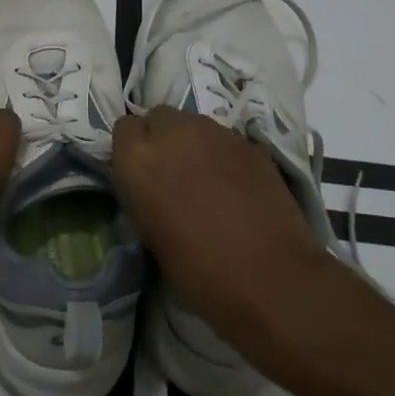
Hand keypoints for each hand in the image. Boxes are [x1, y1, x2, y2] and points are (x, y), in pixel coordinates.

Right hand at [112, 107, 354, 376]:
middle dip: (162, 138)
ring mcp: (215, 133)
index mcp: (138, 158)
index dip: (132, 148)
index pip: (124, 128)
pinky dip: (223, 154)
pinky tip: (235, 185)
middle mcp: (173, 133)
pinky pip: (225, 139)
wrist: (270, 278)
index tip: (141, 172)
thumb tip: (149, 183)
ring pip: (194, 124)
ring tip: (206, 177)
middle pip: (159, 117)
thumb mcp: (149, 233)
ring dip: (193, 143)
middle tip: (173, 171)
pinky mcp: (250, 142)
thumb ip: (142, 193)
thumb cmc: (198, 270)